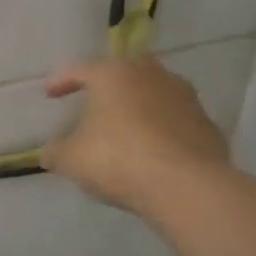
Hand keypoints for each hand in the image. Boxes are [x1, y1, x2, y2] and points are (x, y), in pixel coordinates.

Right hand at [41, 57, 231, 216]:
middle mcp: (150, 75)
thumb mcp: (73, 160)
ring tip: (127, 126)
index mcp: (113, 74)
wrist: (186, 185)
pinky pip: (176, 119)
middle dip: (109, 84)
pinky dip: (163, 128)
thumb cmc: (119, 160)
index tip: (50, 94)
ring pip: (155, 91)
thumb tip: (49, 153)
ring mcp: (184, 96)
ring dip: (140, 104)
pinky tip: (155, 149)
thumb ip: (57, 152)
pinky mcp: (206, 123)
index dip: (62, 81)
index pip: (81, 70)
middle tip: (96, 101)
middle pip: (125, 71)